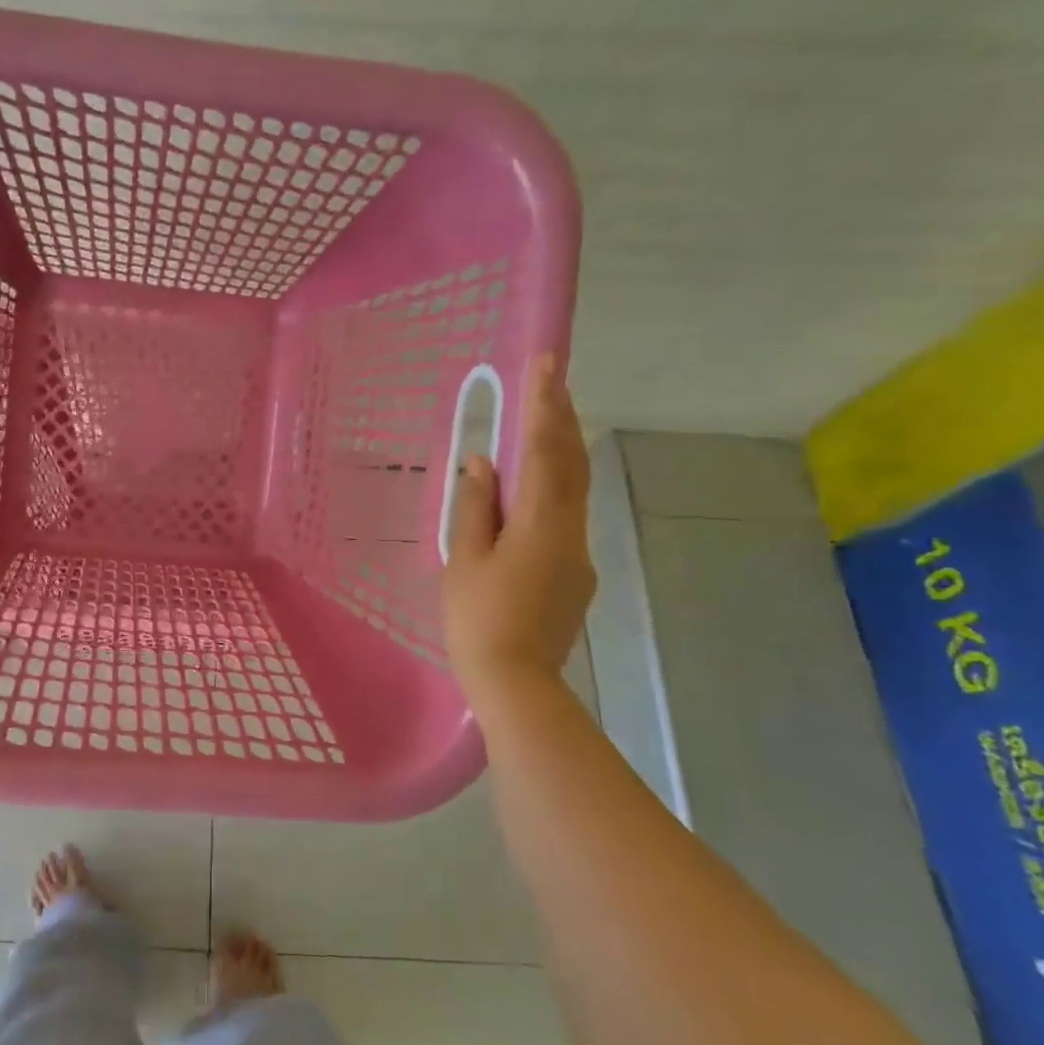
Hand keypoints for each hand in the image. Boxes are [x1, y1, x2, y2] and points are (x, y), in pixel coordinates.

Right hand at [443, 355, 594, 692]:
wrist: (516, 683)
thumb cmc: (478, 619)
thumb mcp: (464, 560)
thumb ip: (474, 508)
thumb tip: (481, 464)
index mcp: (539, 523)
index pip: (544, 450)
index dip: (544, 404)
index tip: (547, 361)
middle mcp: (570, 530)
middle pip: (571, 463)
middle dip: (562, 418)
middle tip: (552, 380)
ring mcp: (578, 554)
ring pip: (574, 490)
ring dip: (561, 452)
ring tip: (544, 424)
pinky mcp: (576, 575)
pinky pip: (566, 517)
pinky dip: (554, 489)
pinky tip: (533, 494)